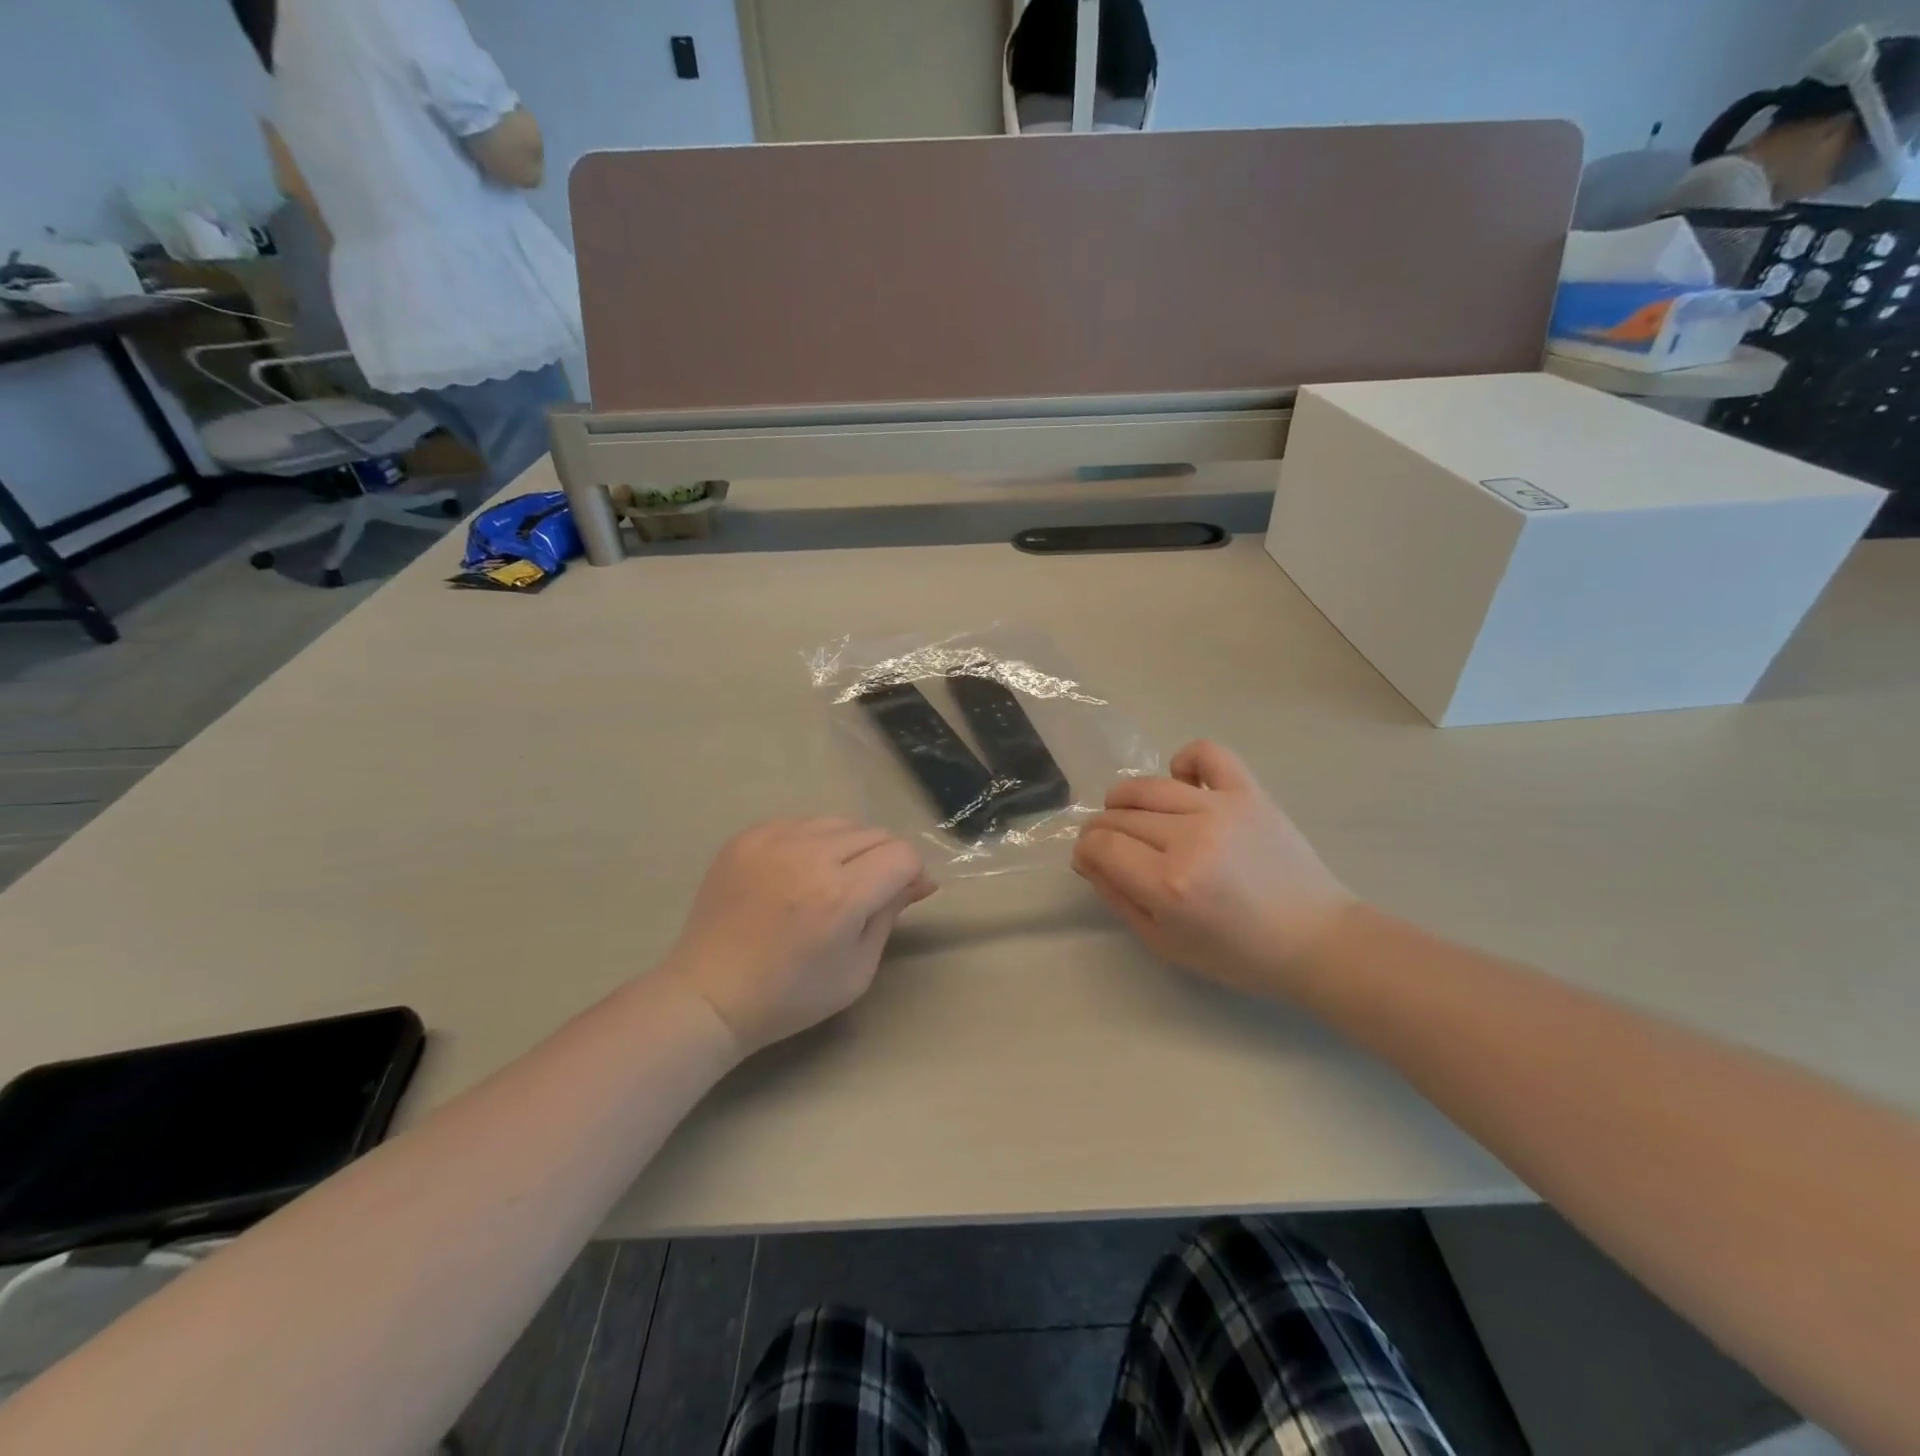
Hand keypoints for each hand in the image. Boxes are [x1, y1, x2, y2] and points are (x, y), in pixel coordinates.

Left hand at [659, 819, 935, 1054]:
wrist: (709, 995)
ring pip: (839, 822)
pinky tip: (798, 873)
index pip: (901, 854)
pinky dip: (813, 843)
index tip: (905, 895)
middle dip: (884, 859)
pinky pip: (801, 823)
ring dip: (850, 847)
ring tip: (833, 879)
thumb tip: (918, 881)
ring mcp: (773, 840)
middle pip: (874, 832)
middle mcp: (809, 855)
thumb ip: (890, 915)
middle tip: (871, 892)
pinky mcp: (747, 836)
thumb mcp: (857, 969)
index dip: (912, 874)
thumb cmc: (790, 996)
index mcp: (840, 895)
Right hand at [1072, 741, 1354, 996]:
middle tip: (1114, 848)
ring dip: (1127, 799)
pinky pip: (1205, 752)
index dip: (1084, 851)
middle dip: (1103, 831)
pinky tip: (1182, 783)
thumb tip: (1088, 859)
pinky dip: (1184, 761)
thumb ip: (1118, 898)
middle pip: (1118, 815)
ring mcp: (1220, 808)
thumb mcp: (1164, 943)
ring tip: (1136, 816)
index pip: (1099, 845)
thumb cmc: (1238, 954)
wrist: (1316, 939)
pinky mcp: (1249, 792)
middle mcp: (1189, 838)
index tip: (1091, 860)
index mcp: (1168, 884)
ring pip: (1148, 785)